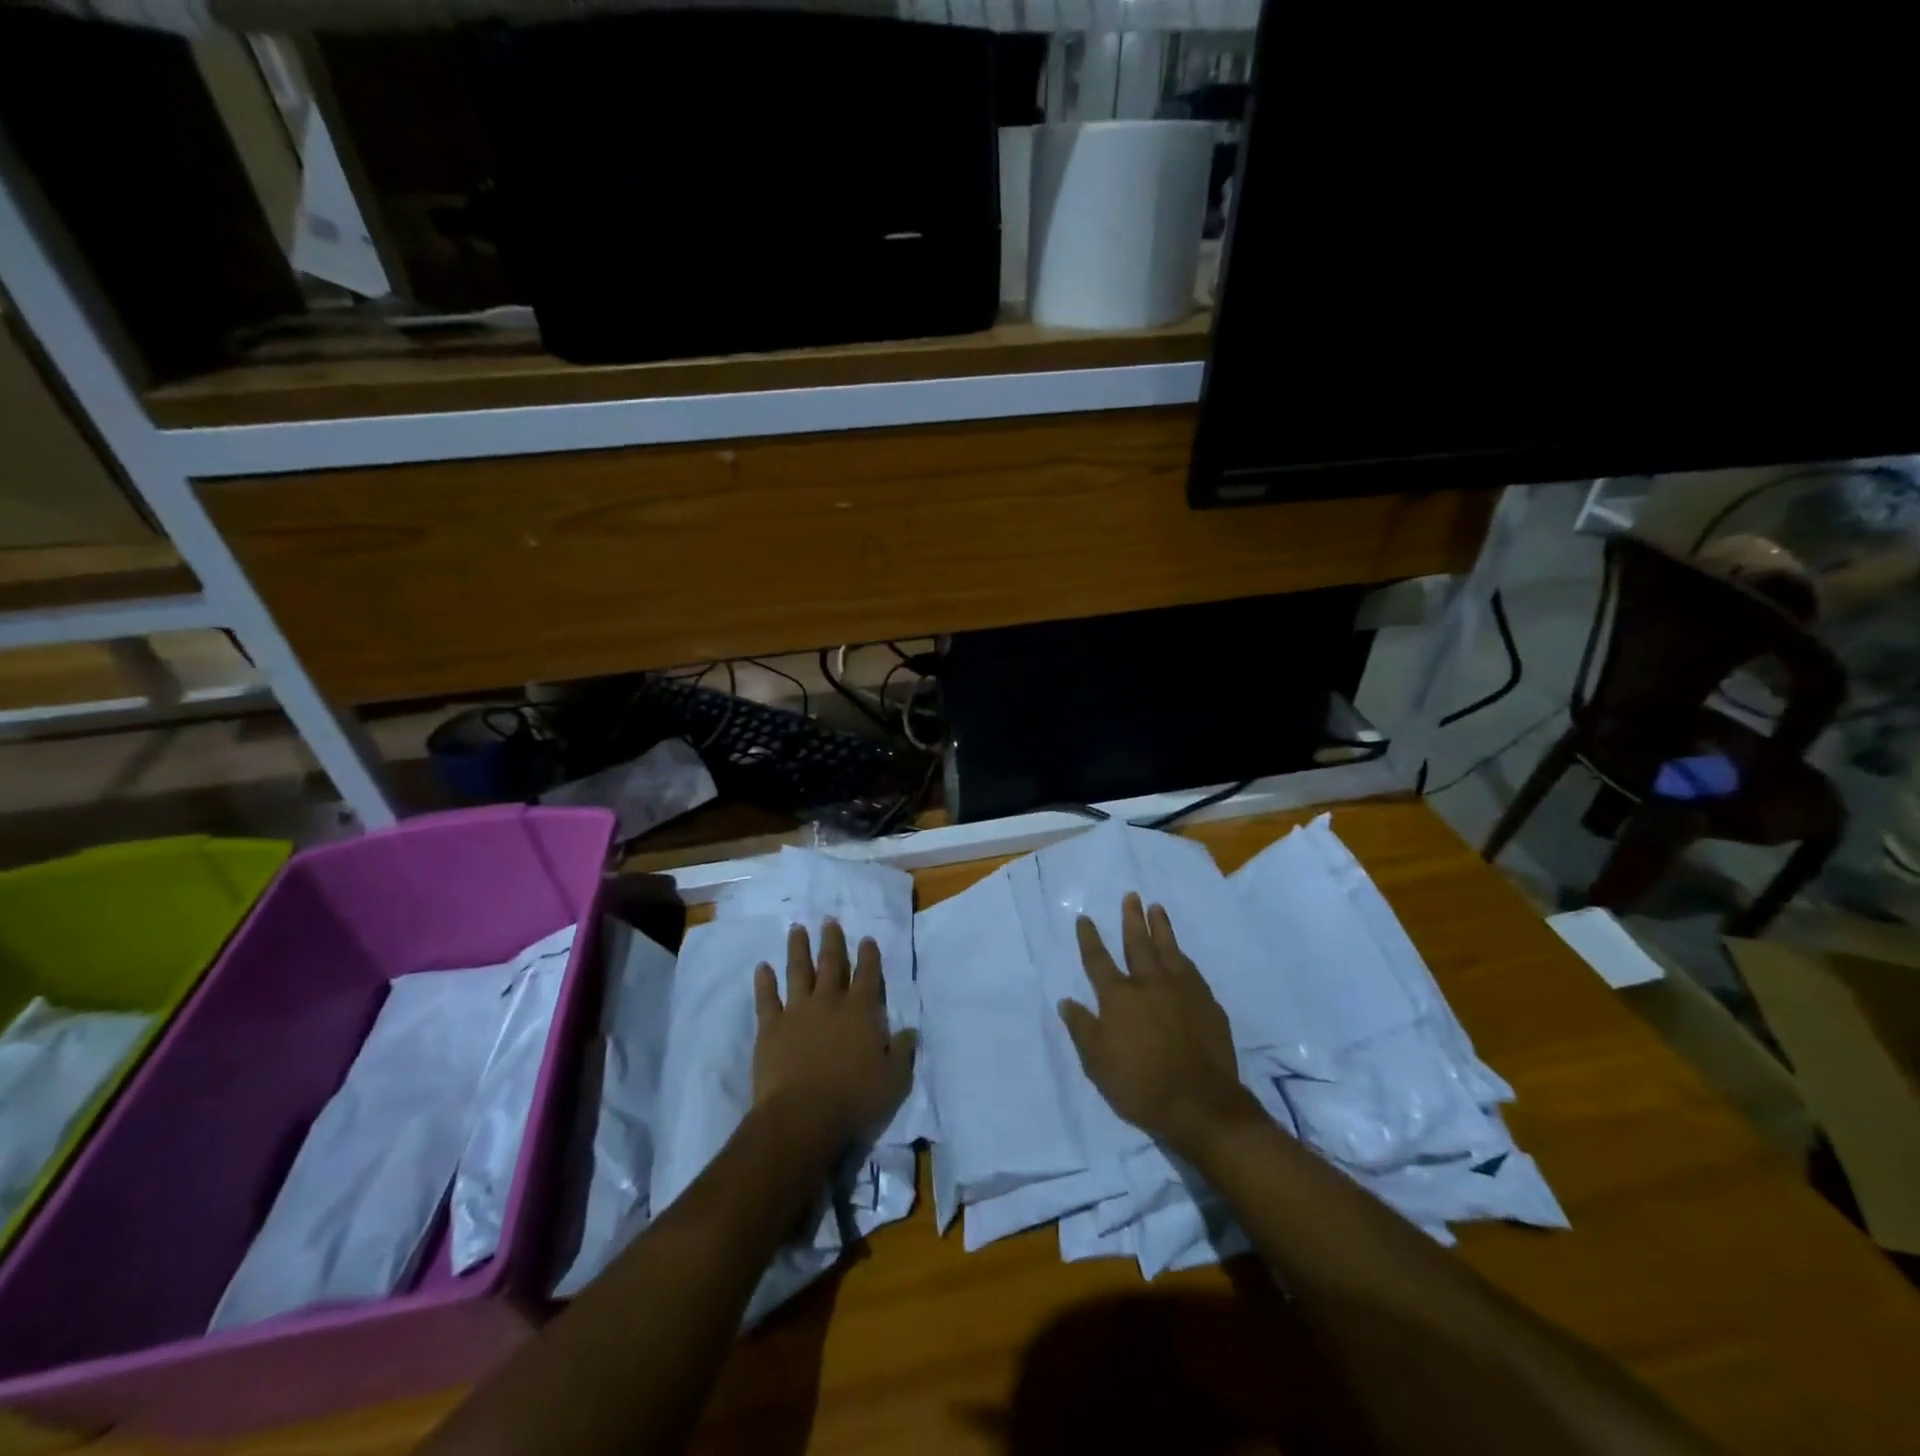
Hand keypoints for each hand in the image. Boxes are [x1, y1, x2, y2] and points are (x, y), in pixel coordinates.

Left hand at [753, 920, 916, 1148]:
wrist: (802, 1116)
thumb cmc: (854, 1098)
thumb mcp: (894, 1079)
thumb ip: (902, 1051)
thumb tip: (909, 1030)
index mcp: (862, 1010)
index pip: (868, 974)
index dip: (869, 955)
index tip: (867, 938)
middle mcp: (830, 1001)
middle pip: (831, 963)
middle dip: (832, 940)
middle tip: (829, 920)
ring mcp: (797, 1011)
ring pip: (798, 971)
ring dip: (798, 948)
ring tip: (796, 929)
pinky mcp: (770, 1027)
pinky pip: (766, 998)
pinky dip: (764, 981)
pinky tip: (762, 966)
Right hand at [1059, 894, 1259, 1158]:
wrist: (1200, 1104)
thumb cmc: (1140, 1085)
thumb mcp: (1097, 1063)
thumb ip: (1082, 1028)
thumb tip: (1066, 1001)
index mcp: (1119, 997)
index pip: (1098, 960)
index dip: (1090, 938)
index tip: (1085, 918)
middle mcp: (1149, 984)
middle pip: (1138, 943)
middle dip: (1131, 919)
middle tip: (1131, 896)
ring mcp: (1182, 991)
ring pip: (1169, 949)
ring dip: (1161, 927)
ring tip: (1156, 908)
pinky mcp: (1207, 1004)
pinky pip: (1192, 971)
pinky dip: (1183, 957)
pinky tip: (1182, 954)